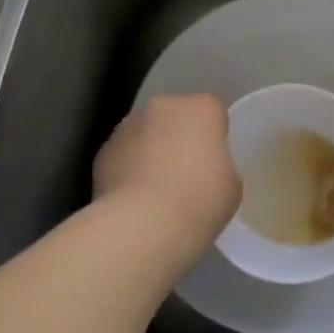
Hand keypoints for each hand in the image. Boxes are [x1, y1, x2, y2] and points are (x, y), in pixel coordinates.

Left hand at [93, 94, 241, 260]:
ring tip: (157, 190)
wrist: (142, 226)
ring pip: (146, 133)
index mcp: (201, 108)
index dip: (215, 133)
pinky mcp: (103, 151)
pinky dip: (128, 169)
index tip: (215, 158)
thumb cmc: (199, 201)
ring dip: (151, 150)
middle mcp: (163, 106)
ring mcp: (128, 126)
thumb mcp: (231, 185)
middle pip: (176, 115)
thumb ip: (219, 165)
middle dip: (180, 136)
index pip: (213, 110)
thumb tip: (203, 168)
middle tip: (187, 172)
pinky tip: (134, 199)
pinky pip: (123, 155)